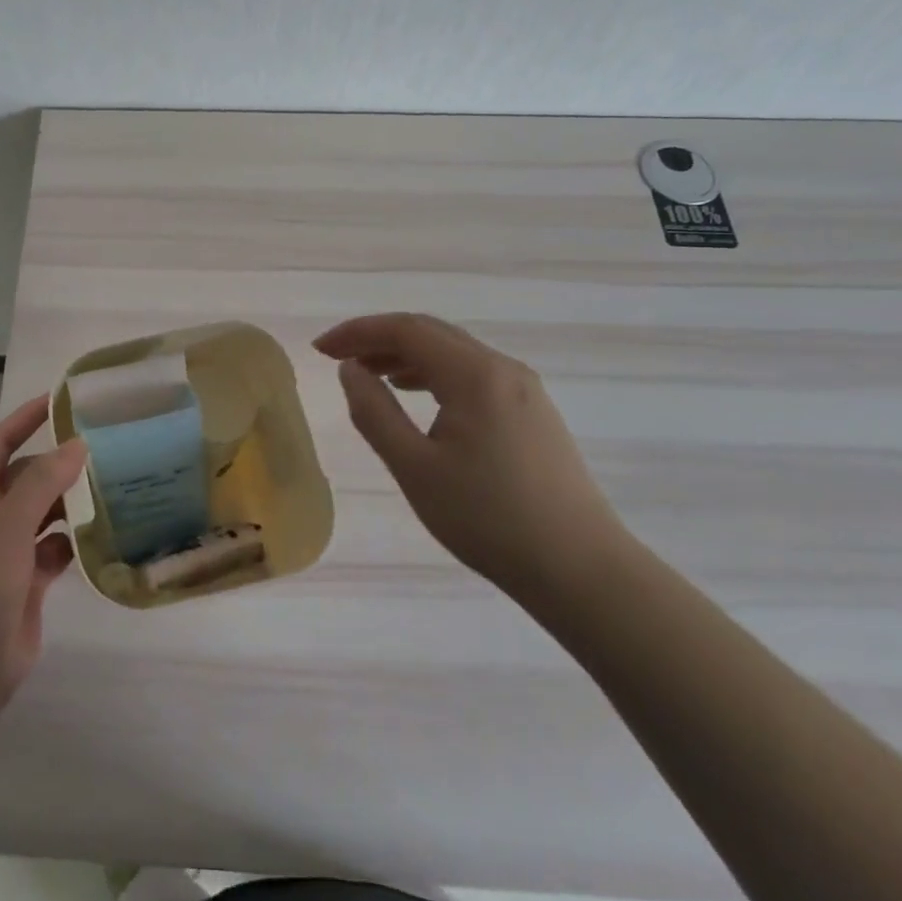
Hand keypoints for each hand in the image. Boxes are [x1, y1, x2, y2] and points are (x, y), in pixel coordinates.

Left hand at [0, 396, 85, 720]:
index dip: (26, 419)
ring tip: (114, 484)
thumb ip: (43, 483)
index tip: (62, 399)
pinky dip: (75, 540)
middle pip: (26, 477)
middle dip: (59, 463)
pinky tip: (105, 533)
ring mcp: (6, 552)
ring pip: (44, 513)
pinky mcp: (26, 582)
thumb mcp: (6, 527)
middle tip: (106, 446)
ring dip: (71, 502)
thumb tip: (78, 444)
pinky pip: (55, 549)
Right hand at [315, 313, 625, 606]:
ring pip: (454, 353)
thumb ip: (374, 412)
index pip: (406, 330)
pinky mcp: (534, 413)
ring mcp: (524, 390)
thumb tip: (351, 370)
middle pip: (431, 333)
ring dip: (407, 356)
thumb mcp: (414, 468)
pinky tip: (419, 397)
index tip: (320, 349)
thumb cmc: (488, 519)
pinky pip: (474, 375)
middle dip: (379, 339)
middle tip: (337, 359)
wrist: (581, 570)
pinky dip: (435, 375)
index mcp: (474, 374)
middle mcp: (503, 368)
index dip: (358, 332)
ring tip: (370, 376)